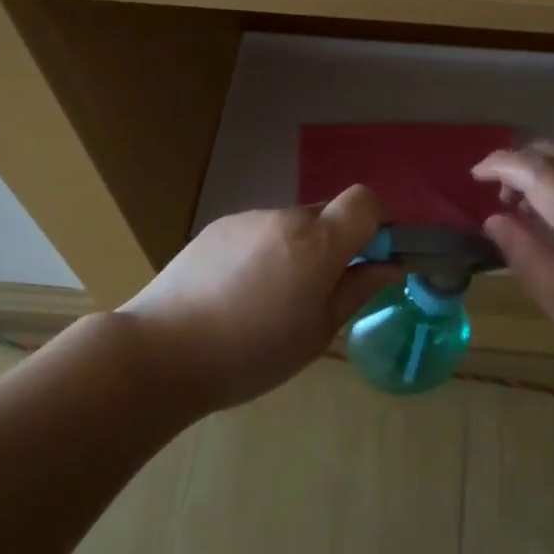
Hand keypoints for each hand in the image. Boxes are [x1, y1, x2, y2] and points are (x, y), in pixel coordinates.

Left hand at [116, 185, 403, 412]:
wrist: (162, 351)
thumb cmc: (252, 353)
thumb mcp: (318, 332)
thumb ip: (357, 290)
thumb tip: (391, 266)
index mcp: (317, 242)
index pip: (366, 200)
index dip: (377, 222)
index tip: (370, 258)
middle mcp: (285, 217)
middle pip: (327, 215)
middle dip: (333, 245)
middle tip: (316, 294)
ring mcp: (247, 219)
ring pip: (290, 226)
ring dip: (295, 251)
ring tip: (266, 301)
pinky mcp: (216, 228)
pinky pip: (257, 232)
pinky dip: (262, 253)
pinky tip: (235, 294)